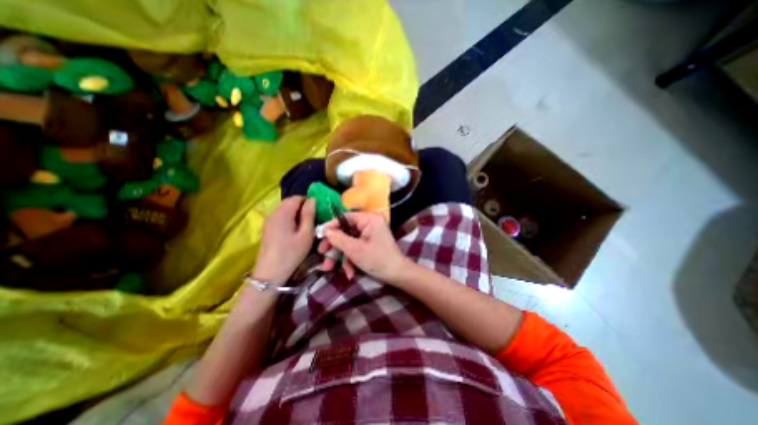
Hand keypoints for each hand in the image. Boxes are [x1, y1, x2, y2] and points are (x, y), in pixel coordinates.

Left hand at [252, 196, 314, 283]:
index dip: (309, 201)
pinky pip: (280, 216)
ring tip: (304, 225)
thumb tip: (313, 200)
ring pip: (285, 208)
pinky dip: (289, 218)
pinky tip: (294, 230)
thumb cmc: (291, 253)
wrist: (270, 272)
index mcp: (283, 212)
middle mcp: (273, 212)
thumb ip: (309, 215)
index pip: (297, 197)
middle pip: (290, 202)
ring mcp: (268, 220)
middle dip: (302, 206)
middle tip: (313, 219)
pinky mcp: (267, 227)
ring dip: (296, 212)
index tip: (317, 212)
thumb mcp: (306, 234)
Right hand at [318, 210, 411, 284]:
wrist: (396, 275)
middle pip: (346, 230)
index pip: (345, 217)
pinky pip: (356, 247)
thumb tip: (325, 230)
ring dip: (341, 255)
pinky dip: (351, 258)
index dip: (331, 226)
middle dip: (334, 245)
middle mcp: (370, 223)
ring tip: (330, 268)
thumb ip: (338, 238)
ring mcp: (371, 233)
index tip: (319, 236)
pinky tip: (349, 272)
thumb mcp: (355, 249)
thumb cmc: (377, 259)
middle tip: (322, 254)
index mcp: (369, 219)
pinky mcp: (370, 243)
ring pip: (349, 241)